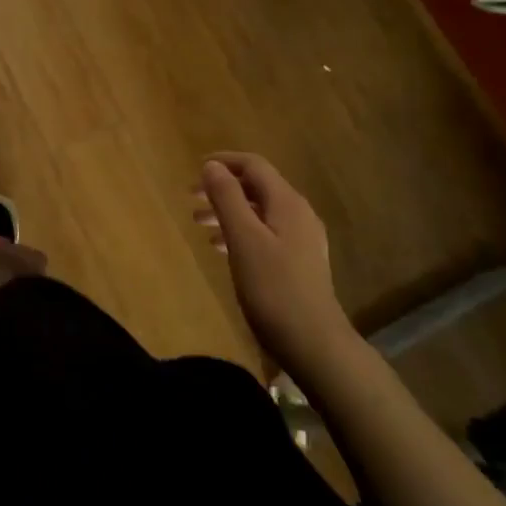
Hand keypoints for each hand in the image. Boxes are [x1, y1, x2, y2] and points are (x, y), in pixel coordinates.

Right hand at [195, 153, 351, 374]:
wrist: (314, 344)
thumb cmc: (273, 288)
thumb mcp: (243, 239)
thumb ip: (227, 198)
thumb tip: (212, 165)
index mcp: (287, 203)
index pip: (254, 165)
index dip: (224, 161)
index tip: (194, 170)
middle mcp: (298, 214)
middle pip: (256, 187)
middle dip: (222, 188)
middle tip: (191, 199)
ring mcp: (301, 240)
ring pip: (259, 212)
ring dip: (228, 211)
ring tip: (199, 224)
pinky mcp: (298, 262)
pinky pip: (265, 233)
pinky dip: (240, 231)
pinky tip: (222, 248)